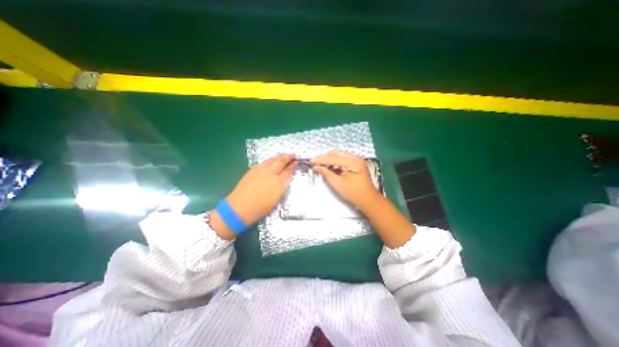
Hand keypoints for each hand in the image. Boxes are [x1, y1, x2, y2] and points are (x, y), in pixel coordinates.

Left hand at [226, 152, 297, 224]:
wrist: (240, 208)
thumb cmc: (261, 208)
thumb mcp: (277, 200)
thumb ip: (282, 187)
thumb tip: (285, 179)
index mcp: (279, 183)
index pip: (288, 171)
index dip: (293, 166)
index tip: (297, 162)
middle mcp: (271, 174)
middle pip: (281, 162)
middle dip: (288, 157)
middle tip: (293, 154)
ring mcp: (261, 170)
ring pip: (272, 160)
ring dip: (279, 156)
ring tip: (283, 155)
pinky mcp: (253, 170)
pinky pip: (264, 162)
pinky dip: (270, 159)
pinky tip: (271, 160)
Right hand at [312, 150, 380, 209]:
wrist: (368, 200)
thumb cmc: (353, 193)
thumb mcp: (338, 184)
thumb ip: (326, 173)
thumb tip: (317, 167)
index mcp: (352, 162)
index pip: (333, 158)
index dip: (321, 159)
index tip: (311, 161)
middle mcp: (355, 158)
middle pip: (337, 154)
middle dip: (325, 157)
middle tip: (315, 162)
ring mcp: (357, 160)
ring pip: (340, 155)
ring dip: (330, 159)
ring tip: (320, 164)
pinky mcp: (357, 164)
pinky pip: (344, 159)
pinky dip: (335, 162)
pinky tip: (329, 165)